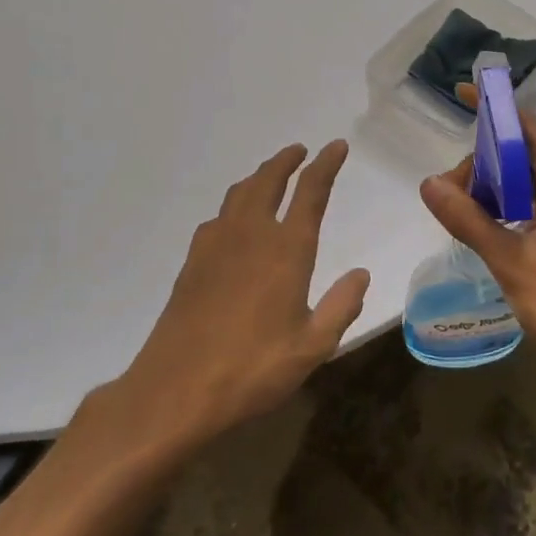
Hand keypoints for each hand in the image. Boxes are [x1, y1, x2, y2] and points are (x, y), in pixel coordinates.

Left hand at [118, 141, 369, 444]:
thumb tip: (361, 274)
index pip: (311, 192)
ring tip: (270, 176)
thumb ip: (341, 306)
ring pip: (240, 194)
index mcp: (286, 250)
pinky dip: (235, 206)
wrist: (175, 390)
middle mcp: (251, 235)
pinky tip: (235, 223)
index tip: (336, 145)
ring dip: (259, 177)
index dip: (325, 164)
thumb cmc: (252, 369)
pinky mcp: (193, 263)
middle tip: (300, 151)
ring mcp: (216, 246)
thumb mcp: (312, 347)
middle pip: (268, 181)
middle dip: (286, 161)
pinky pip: (218, 217)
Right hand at [419, 112, 535, 377]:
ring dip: (494, 187)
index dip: (496, 110)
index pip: (529, 130)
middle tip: (448, 191)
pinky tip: (484, 226)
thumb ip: (470, 221)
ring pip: (528, 183)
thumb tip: (428, 183)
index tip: (462, 95)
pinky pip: (535, 206)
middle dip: (484, 162)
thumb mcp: (513, 263)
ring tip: (460, 209)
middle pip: (525, 156)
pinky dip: (507, 207)